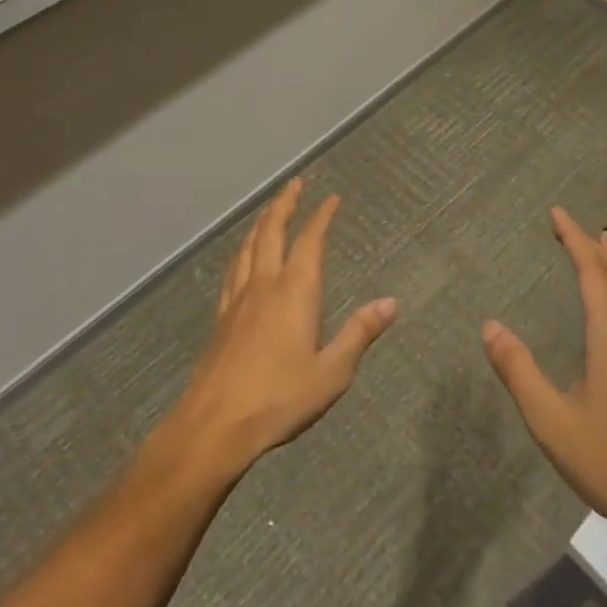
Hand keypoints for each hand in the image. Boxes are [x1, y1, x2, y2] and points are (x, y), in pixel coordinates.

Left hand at [167, 179, 396, 478]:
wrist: (215, 423)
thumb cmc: (280, 398)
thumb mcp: (332, 372)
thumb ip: (360, 334)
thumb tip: (391, 302)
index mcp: (295, 291)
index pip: (310, 241)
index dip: (321, 216)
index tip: (332, 198)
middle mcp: (265, 284)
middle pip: (272, 231)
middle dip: (285, 204)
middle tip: (295, 183)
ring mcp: (238, 298)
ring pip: (249, 245)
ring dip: (262, 222)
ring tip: (270, 210)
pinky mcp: (221, 316)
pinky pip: (233, 268)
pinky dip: (243, 250)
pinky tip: (242, 257)